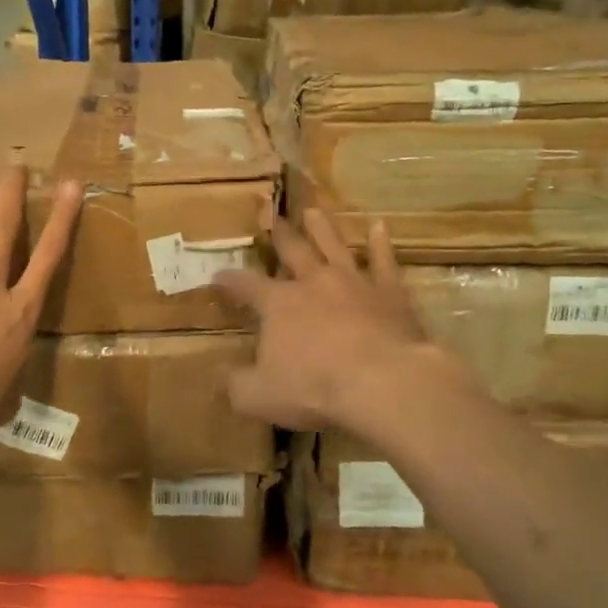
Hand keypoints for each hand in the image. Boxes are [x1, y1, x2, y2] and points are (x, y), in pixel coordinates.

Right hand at [213, 209, 446, 431]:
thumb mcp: (259, 396)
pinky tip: (380, 227)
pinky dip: (381, 244)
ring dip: (322, 228)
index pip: (246, 286)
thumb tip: (225, 377)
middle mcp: (314, 283)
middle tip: (271, 216)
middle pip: (293, 251)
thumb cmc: (315, 388)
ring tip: (313, 211)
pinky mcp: (390, 292)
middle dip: (279, 236)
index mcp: (279, 304)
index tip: (218, 275)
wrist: (382, 381)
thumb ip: (238, 385)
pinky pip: (384, 261)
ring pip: (334, 246)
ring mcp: (354, 282)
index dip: (230, 280)